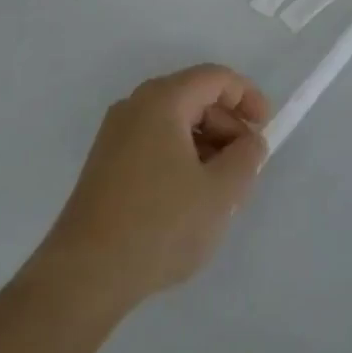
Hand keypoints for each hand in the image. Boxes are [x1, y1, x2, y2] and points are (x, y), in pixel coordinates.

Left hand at [28, 66, 270, 317]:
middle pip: (194, 98)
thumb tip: (250, 141)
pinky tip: (190, 200)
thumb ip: (245, 158)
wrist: (85, 274)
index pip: (215, 78)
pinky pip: (155, 143)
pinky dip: (181, 158)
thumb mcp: (219, 193)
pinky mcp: (106, 163)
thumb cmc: (160, 224)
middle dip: (227, 126)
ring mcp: (116, 135)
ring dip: (206, 146)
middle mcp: (135, 106)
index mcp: (162, 100)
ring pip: (174, 123)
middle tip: (247, 167)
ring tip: (222, 190)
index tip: (266, 129)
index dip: (247, 96)